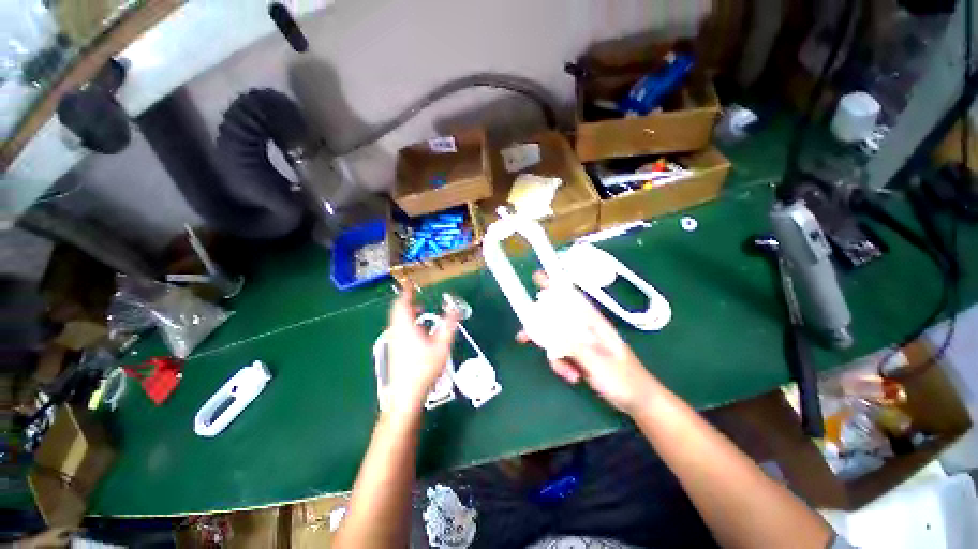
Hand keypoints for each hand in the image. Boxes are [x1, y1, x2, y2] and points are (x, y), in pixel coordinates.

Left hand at [383, 287, 459, 415]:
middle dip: (407, 301)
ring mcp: (393, 340)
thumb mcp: (442, 345)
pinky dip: (406, 321)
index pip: (402, 303)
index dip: (406, 292)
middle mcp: (396, 330)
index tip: (410, 284)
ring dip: (407, 311)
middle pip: (397, 310)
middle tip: (417, 296)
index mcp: (406, 326)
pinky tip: (418, 329)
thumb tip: (455, 308)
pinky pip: (398, 327)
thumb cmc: (425, 367)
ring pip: (397, 319)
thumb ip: (449, 324)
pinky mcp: (394, 348)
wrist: (406, 392)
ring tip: (420, 309)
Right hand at [516, 271, 656, 413]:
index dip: (554, 285)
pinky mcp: (579, 355)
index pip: (571, 297)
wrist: (637, 399)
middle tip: (523, 336)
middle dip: (539, 328)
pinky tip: (573, 377)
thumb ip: (574, 346)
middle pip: (556, 318)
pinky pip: (561, 354)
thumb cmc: (623, 378)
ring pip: (556, 339)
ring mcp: (581, 342)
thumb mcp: (597, 362)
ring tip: (567, 373)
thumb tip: (551, 330)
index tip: (536, 278)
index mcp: (593, 321)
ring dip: (555, 356)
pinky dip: (562, 366)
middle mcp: (584, 327)